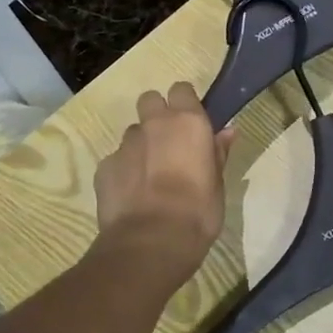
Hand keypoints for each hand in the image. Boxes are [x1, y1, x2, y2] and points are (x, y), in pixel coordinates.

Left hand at [93, 83, 235, 287]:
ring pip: (133, 133)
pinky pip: (116, 159)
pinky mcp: (105, 167)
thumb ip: (218, 152)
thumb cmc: (198, 211)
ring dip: (142, 145)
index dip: (185, 102)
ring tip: (150, 175)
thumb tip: (227, 131)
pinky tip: (133, 194)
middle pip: (150, 100)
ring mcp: (125, 145)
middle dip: (157, 114)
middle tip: (169, 141)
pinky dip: (124, 170)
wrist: (152, 241)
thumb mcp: (218, 183)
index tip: (192, 121)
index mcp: (188, 122)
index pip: (182, 90)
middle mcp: (154, 124)